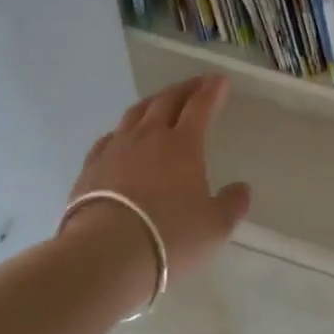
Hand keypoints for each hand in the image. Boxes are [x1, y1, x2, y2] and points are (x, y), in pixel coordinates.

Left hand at [63, 75, 251, 290]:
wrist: (107, 253)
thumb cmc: (171, 237)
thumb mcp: (215, 227)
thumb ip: (231, 205)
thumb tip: (242, 189)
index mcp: (183, 145)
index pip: (200, 107)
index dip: (211, 92)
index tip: (219, 80)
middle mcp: (149, 138)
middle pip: (167, 102)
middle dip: (184, 89)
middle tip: (196, 83)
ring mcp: (116, 149)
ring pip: (135, 114)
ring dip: (152, 102)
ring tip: (160, 101)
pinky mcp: (91, 167)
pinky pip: (109, 138)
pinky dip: (122, 130)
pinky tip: (122, 136)